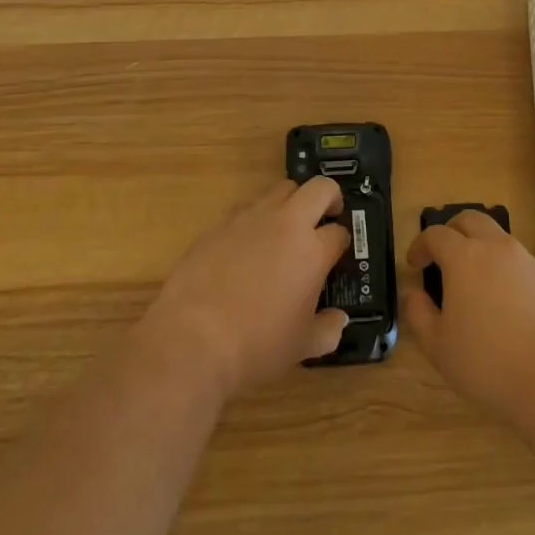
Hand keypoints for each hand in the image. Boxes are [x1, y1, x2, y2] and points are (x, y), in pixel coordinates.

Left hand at [138, 178, 351, 400]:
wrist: (192, 339)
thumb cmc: (256, 346)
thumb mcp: (301, 347)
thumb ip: (327, 330)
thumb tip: (338, 320)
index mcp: (312, 251)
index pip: (340, 233)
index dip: (341, 243)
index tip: (337, 255)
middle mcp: (286, 223)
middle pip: (320, 188)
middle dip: (330, 198)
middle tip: (326, 218)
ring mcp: (251, 218)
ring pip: (281, 189)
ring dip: (291, 203)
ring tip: (285, 229)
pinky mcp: (221, 223)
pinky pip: (246, 208)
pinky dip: (255, 219)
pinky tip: (247, 246)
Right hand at [402, 209, 534, 419]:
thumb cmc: (488, 363)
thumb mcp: (439, 347)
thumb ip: (419, 314)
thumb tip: (413, 293)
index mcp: (465, 257)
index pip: (436, 234)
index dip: (421, 245)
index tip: (414, 263)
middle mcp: (496, 248)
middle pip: (470, 220)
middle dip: (451, 231)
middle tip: (441, 255)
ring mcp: (527, 261)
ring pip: (497, 237)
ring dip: (479, 247)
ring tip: (472, 280)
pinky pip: (518, 262)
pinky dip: (503, 269)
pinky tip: (502, 302)